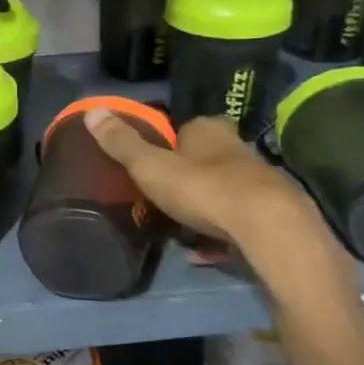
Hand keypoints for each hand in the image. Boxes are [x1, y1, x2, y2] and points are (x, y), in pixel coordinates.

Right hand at [85, 111, 326, 257]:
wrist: (270, 229)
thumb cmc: (204, 189)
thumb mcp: (151, 166)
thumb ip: (122, 143)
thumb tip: (92, 111)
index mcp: (209, 130)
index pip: (185, 127)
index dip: (167, 142)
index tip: (149, 162)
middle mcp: (237, 150)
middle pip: (205, 159)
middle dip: (185, 175)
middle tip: (159, 194)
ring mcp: (257, 183)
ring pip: (222, 190)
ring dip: (202, 205)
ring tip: (175, 226)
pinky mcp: (270, 216)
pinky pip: (235, 223)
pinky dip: (218, 235)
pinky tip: (200, 253)